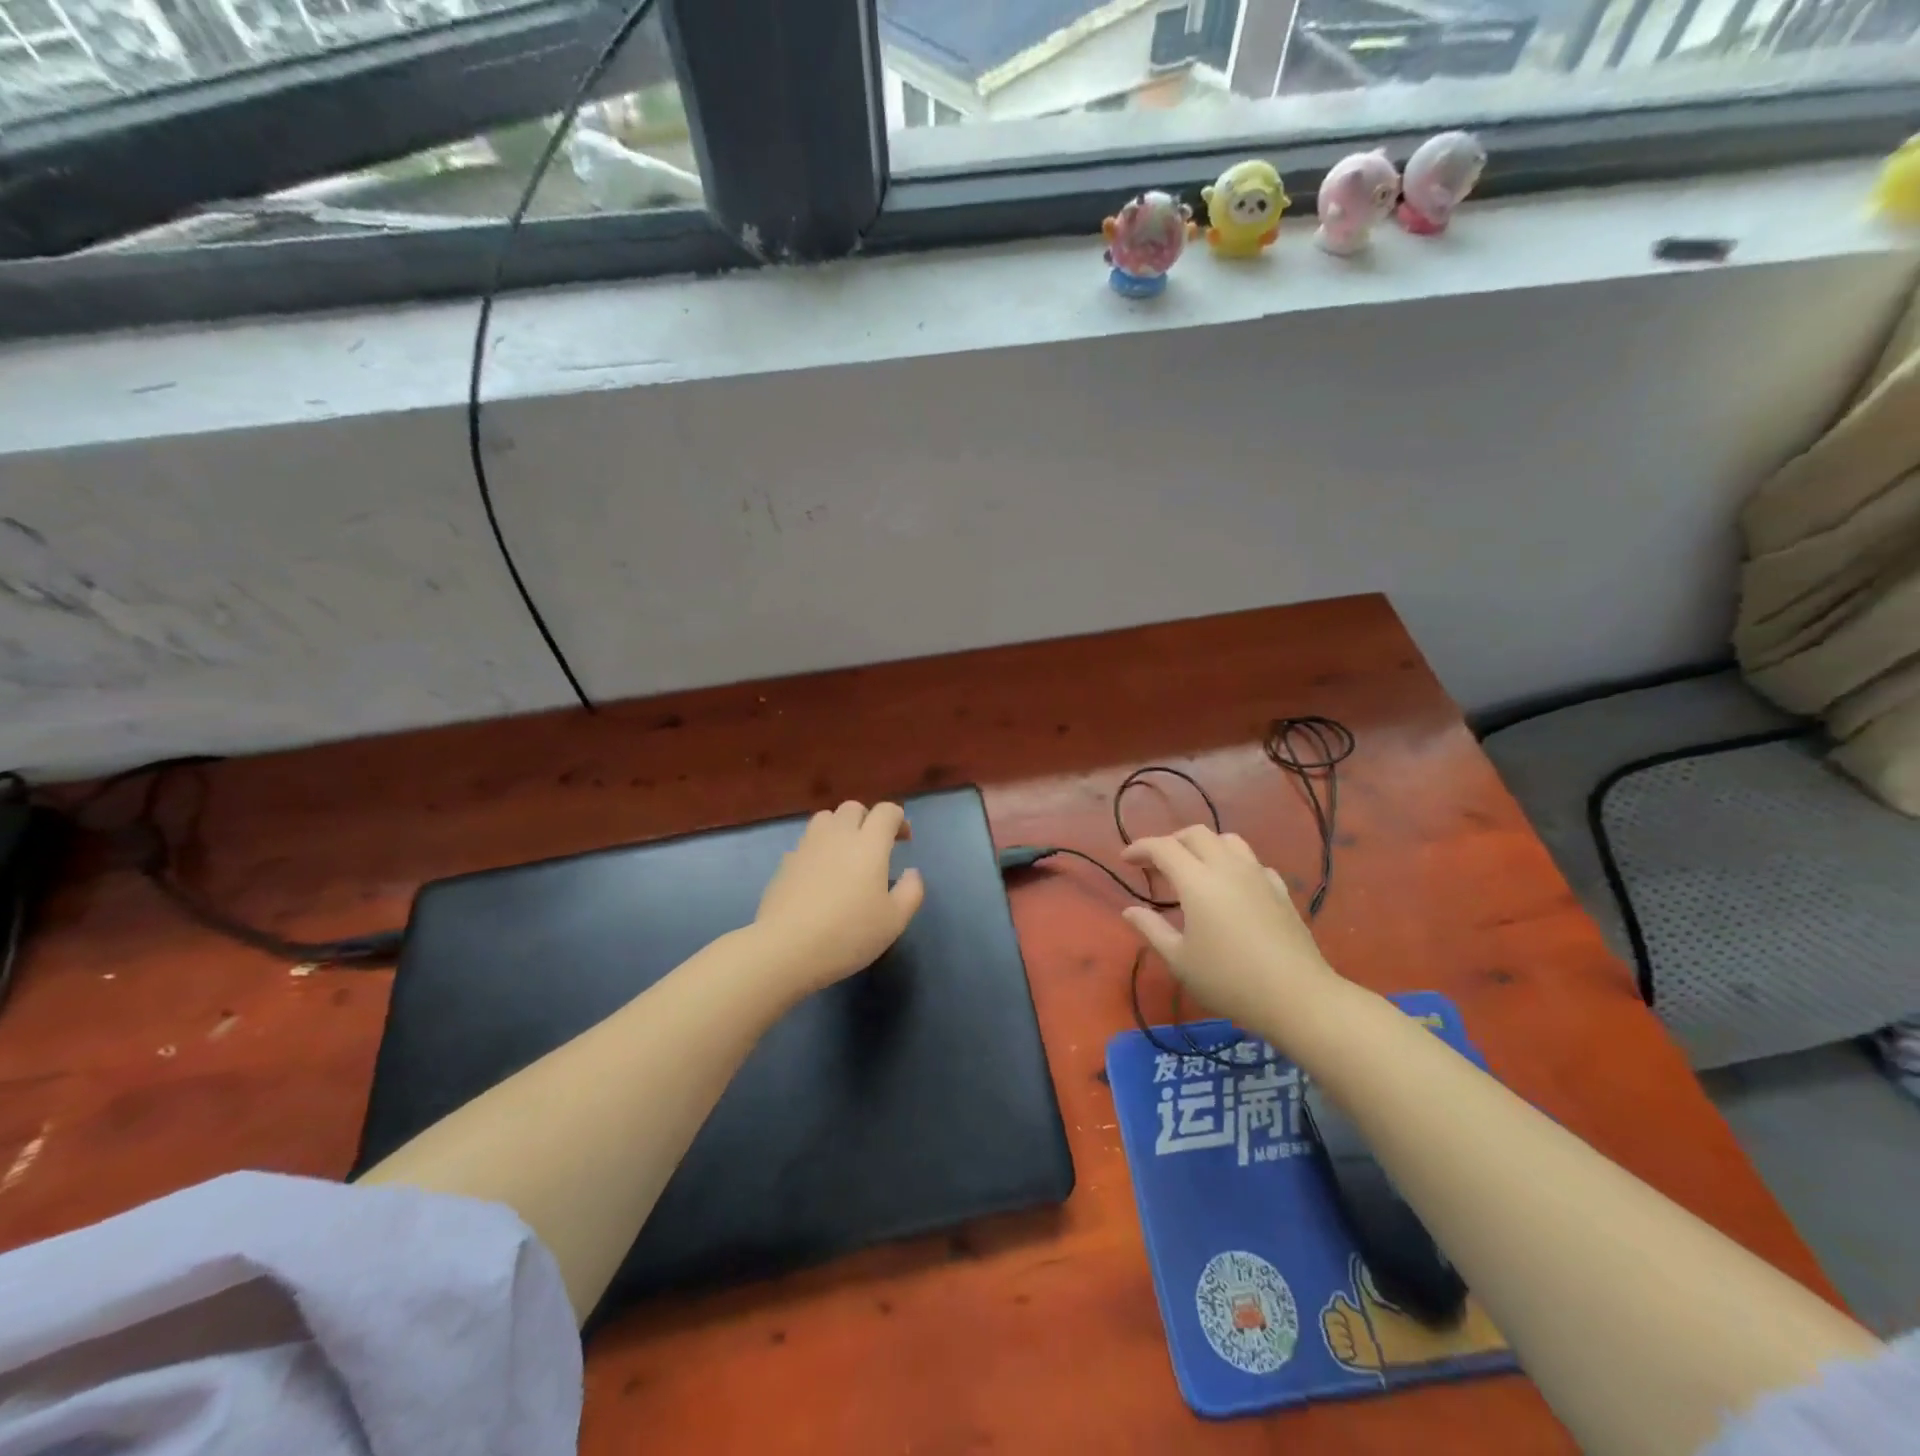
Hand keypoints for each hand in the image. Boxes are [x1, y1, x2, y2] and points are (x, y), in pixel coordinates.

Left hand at [753, 800, 924, 995]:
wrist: (786, 948)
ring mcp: (807, 846)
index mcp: (869, 844)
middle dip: (868, 819)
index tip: (904, 839)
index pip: (886, 811)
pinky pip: (807, 842)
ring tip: (846, 854)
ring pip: (826, 818)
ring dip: (841, 827)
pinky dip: (819, 848)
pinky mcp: (786, 862)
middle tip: (875, 846)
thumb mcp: (894, 920)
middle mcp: (838, 835)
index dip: (898, 819)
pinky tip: (821, 874)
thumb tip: (911, 872)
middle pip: (854, 808)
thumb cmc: (848, 934)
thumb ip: (911, 891)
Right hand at [1119, 826, 1343, 1039]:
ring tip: (1193, 868)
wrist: (1297, 997)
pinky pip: (1252, 862)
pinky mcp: (1280, 890)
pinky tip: (1231, 887)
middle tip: (1156, 864)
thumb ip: (1151, 929)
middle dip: (1171, 841)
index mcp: (1197, 881)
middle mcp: (1227, 867)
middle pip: (1196, 834)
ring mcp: (1258, 876)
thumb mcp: (1180, 960)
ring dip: (1204, 845)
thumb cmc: (1229, 980)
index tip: (1126, 860)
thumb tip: (1130, 910)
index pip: (1163, 847)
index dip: (1140, 848)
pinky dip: (1233, 864)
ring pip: (1228, 840)